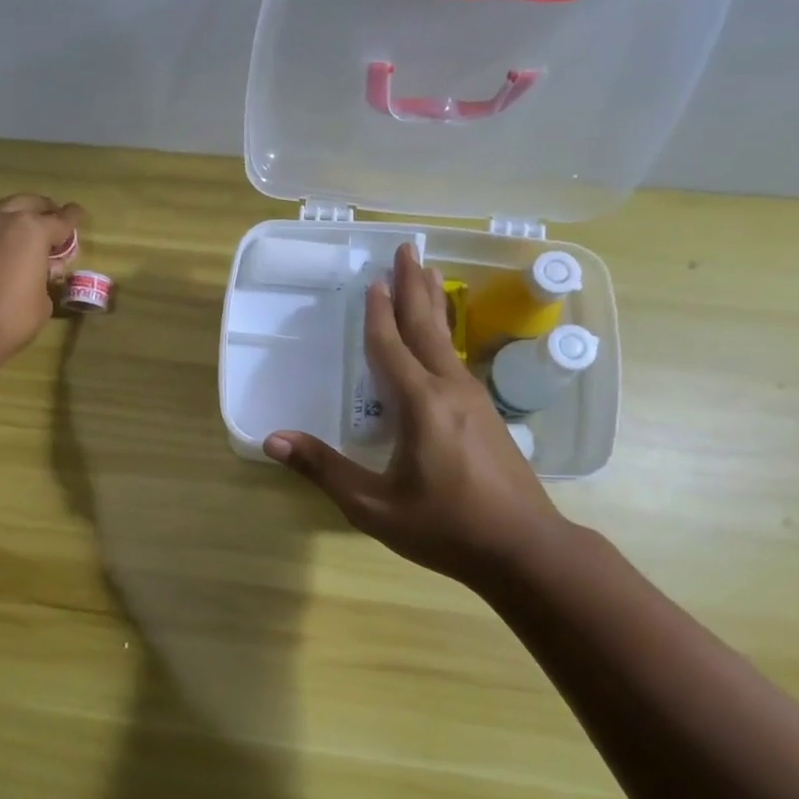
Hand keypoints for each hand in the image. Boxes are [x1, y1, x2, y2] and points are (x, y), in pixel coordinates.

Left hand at [0, 194, 82, 362]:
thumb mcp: (42, 301)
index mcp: (32, 230)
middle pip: (31, 203)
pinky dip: (0, 229)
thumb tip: (41, 271)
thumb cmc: (10, 318)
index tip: (79, 214)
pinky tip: (6, 245)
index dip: (73, 218)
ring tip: (29, 233)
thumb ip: (46, 277)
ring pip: (5, 209)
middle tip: (55, 222)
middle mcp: (5, 219)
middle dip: (46, 210)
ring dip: (19, 215)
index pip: (61, 220)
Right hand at [265, 244, 570, 587]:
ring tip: (429, 274)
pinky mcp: (487, 417)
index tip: (373, 280)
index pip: (391, 348)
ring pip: (448, 342)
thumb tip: (273, 439)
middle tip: (409, 249)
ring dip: (434, 306)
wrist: (525, 550)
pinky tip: (442, 343)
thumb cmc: (445, 527)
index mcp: (420, 405)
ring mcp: (475, 402)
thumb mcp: (372, 505)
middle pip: (428, 329)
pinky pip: (457, 361)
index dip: (377, 315)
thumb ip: (323, 469)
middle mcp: (450, 391)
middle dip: (415, 287)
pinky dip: (444, 337)